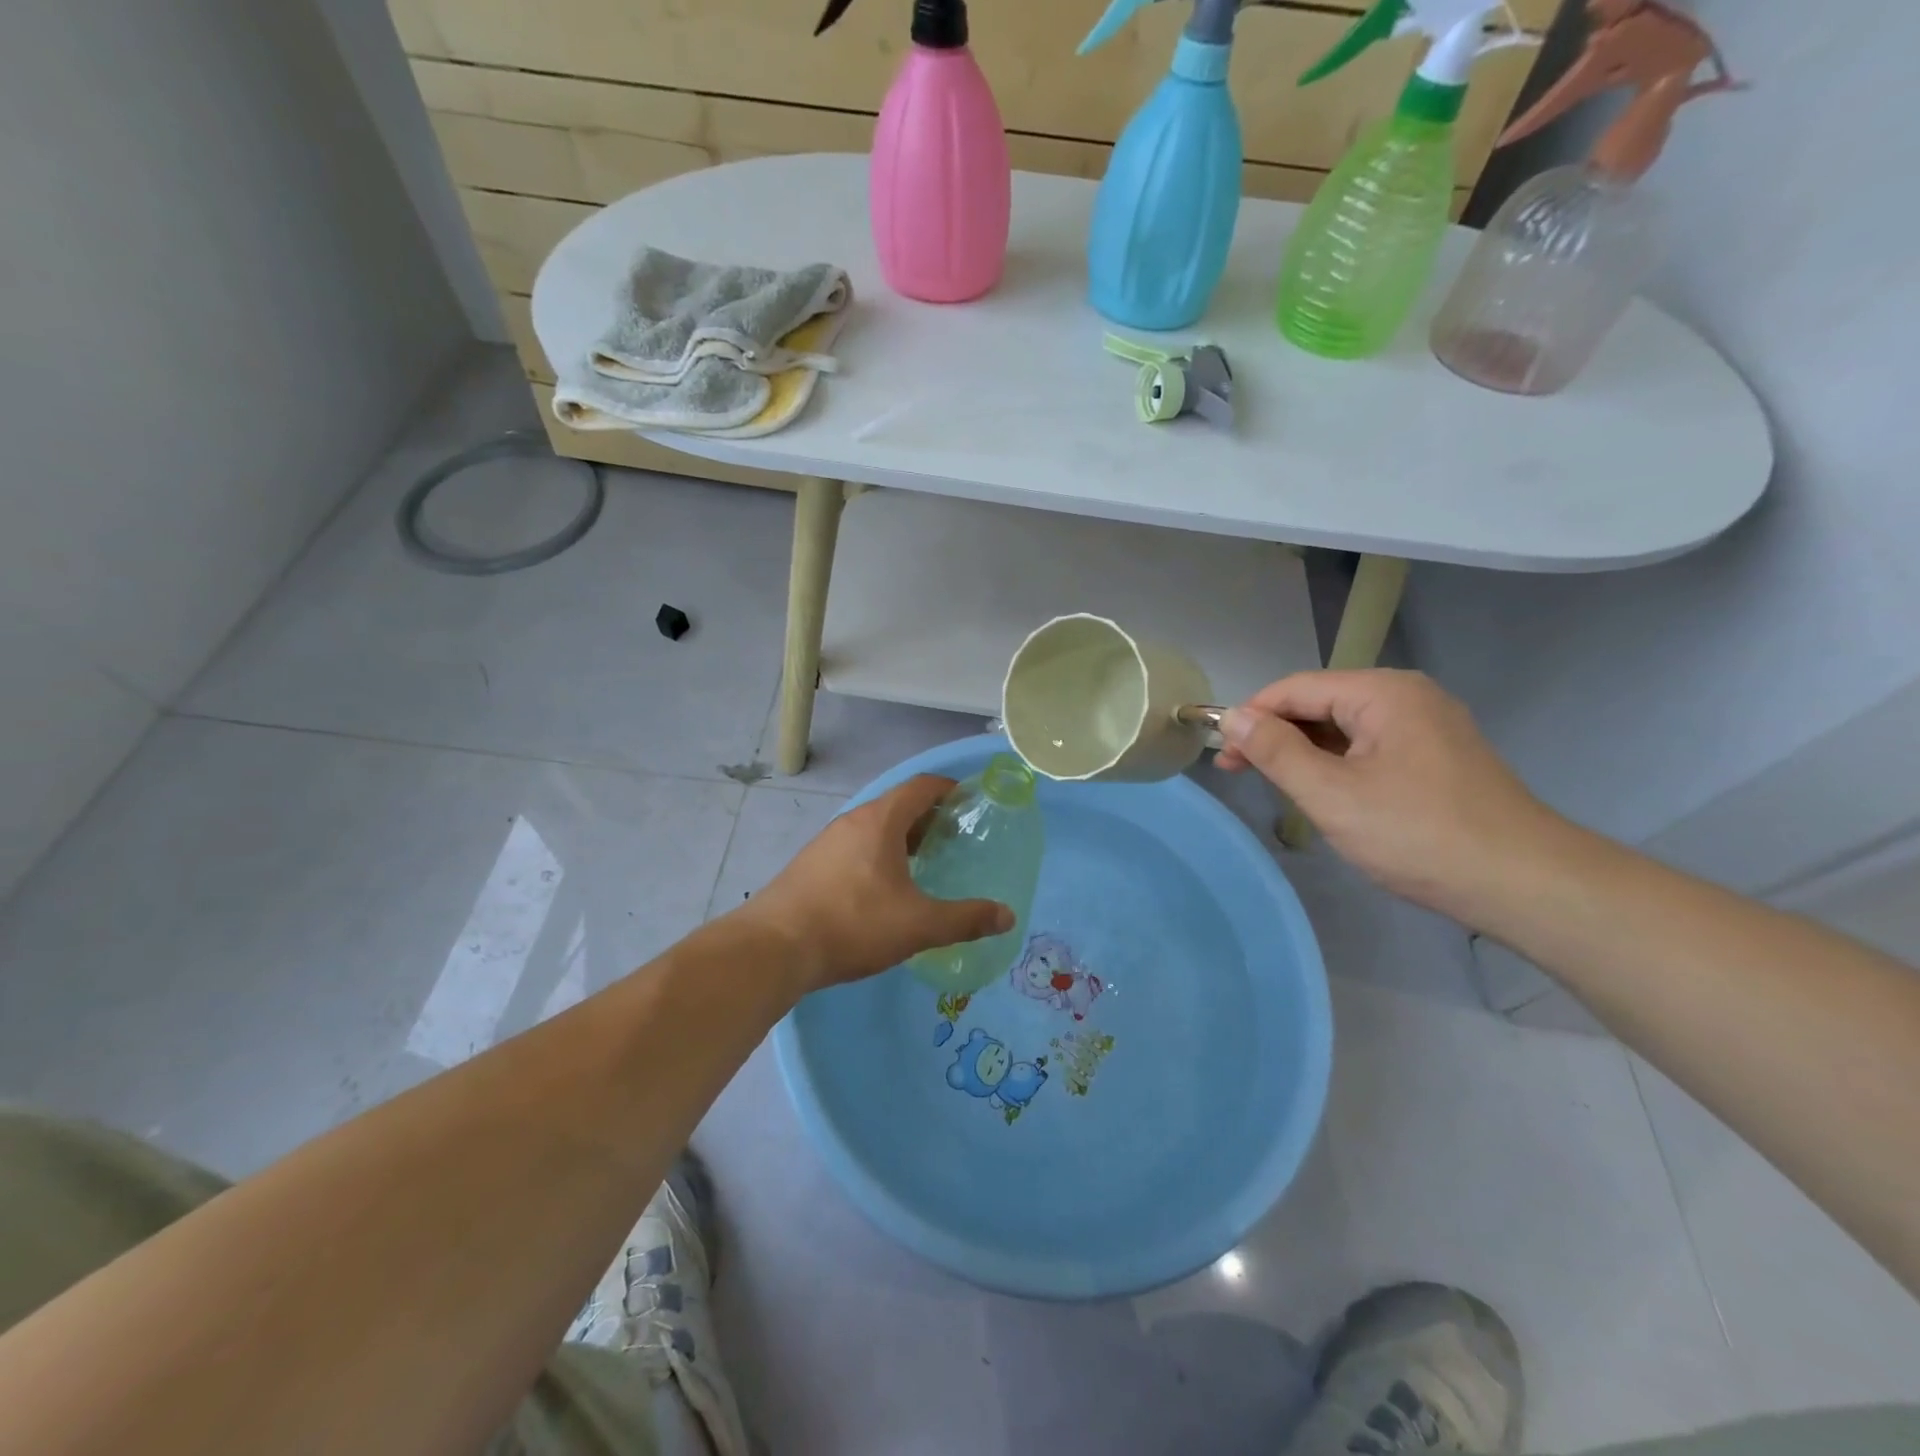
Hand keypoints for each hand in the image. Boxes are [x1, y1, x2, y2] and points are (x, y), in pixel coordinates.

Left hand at [740, 775, 1014, 995]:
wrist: (774, 949)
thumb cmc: (853, 925)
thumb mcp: (918, 925)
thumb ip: (965, 919)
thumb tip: (1007, 916)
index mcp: (880, 821)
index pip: (920, 787)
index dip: (948, 789)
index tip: (970, 802)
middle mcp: (852, 822)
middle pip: (897, 805)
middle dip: (928, 817)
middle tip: (955, 839)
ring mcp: (826, 843)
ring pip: (873, 828)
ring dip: (901, 837)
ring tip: (924, 864)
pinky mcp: (810, 866)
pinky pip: (854, 847)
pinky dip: (877, 854)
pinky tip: (883, 889)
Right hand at [1217, 670, 1566, 926]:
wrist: (1522, 883)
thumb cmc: (1417, 833)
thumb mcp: (1331, 793)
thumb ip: (1276, 751)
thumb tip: (1233, 717)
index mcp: (1382, 693)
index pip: (1296, 688)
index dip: (1251, 716)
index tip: (1220, 752)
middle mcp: (1407, 696)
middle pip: (1320, 704)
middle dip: (1275, 734)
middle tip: (1237, 771)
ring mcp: (1427, 726)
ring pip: (1344, 727)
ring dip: (1303, 751)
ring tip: (1273, 784)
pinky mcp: (1437, 756)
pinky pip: (1370, 747)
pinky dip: (1336, 763)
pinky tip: (1321, 790)